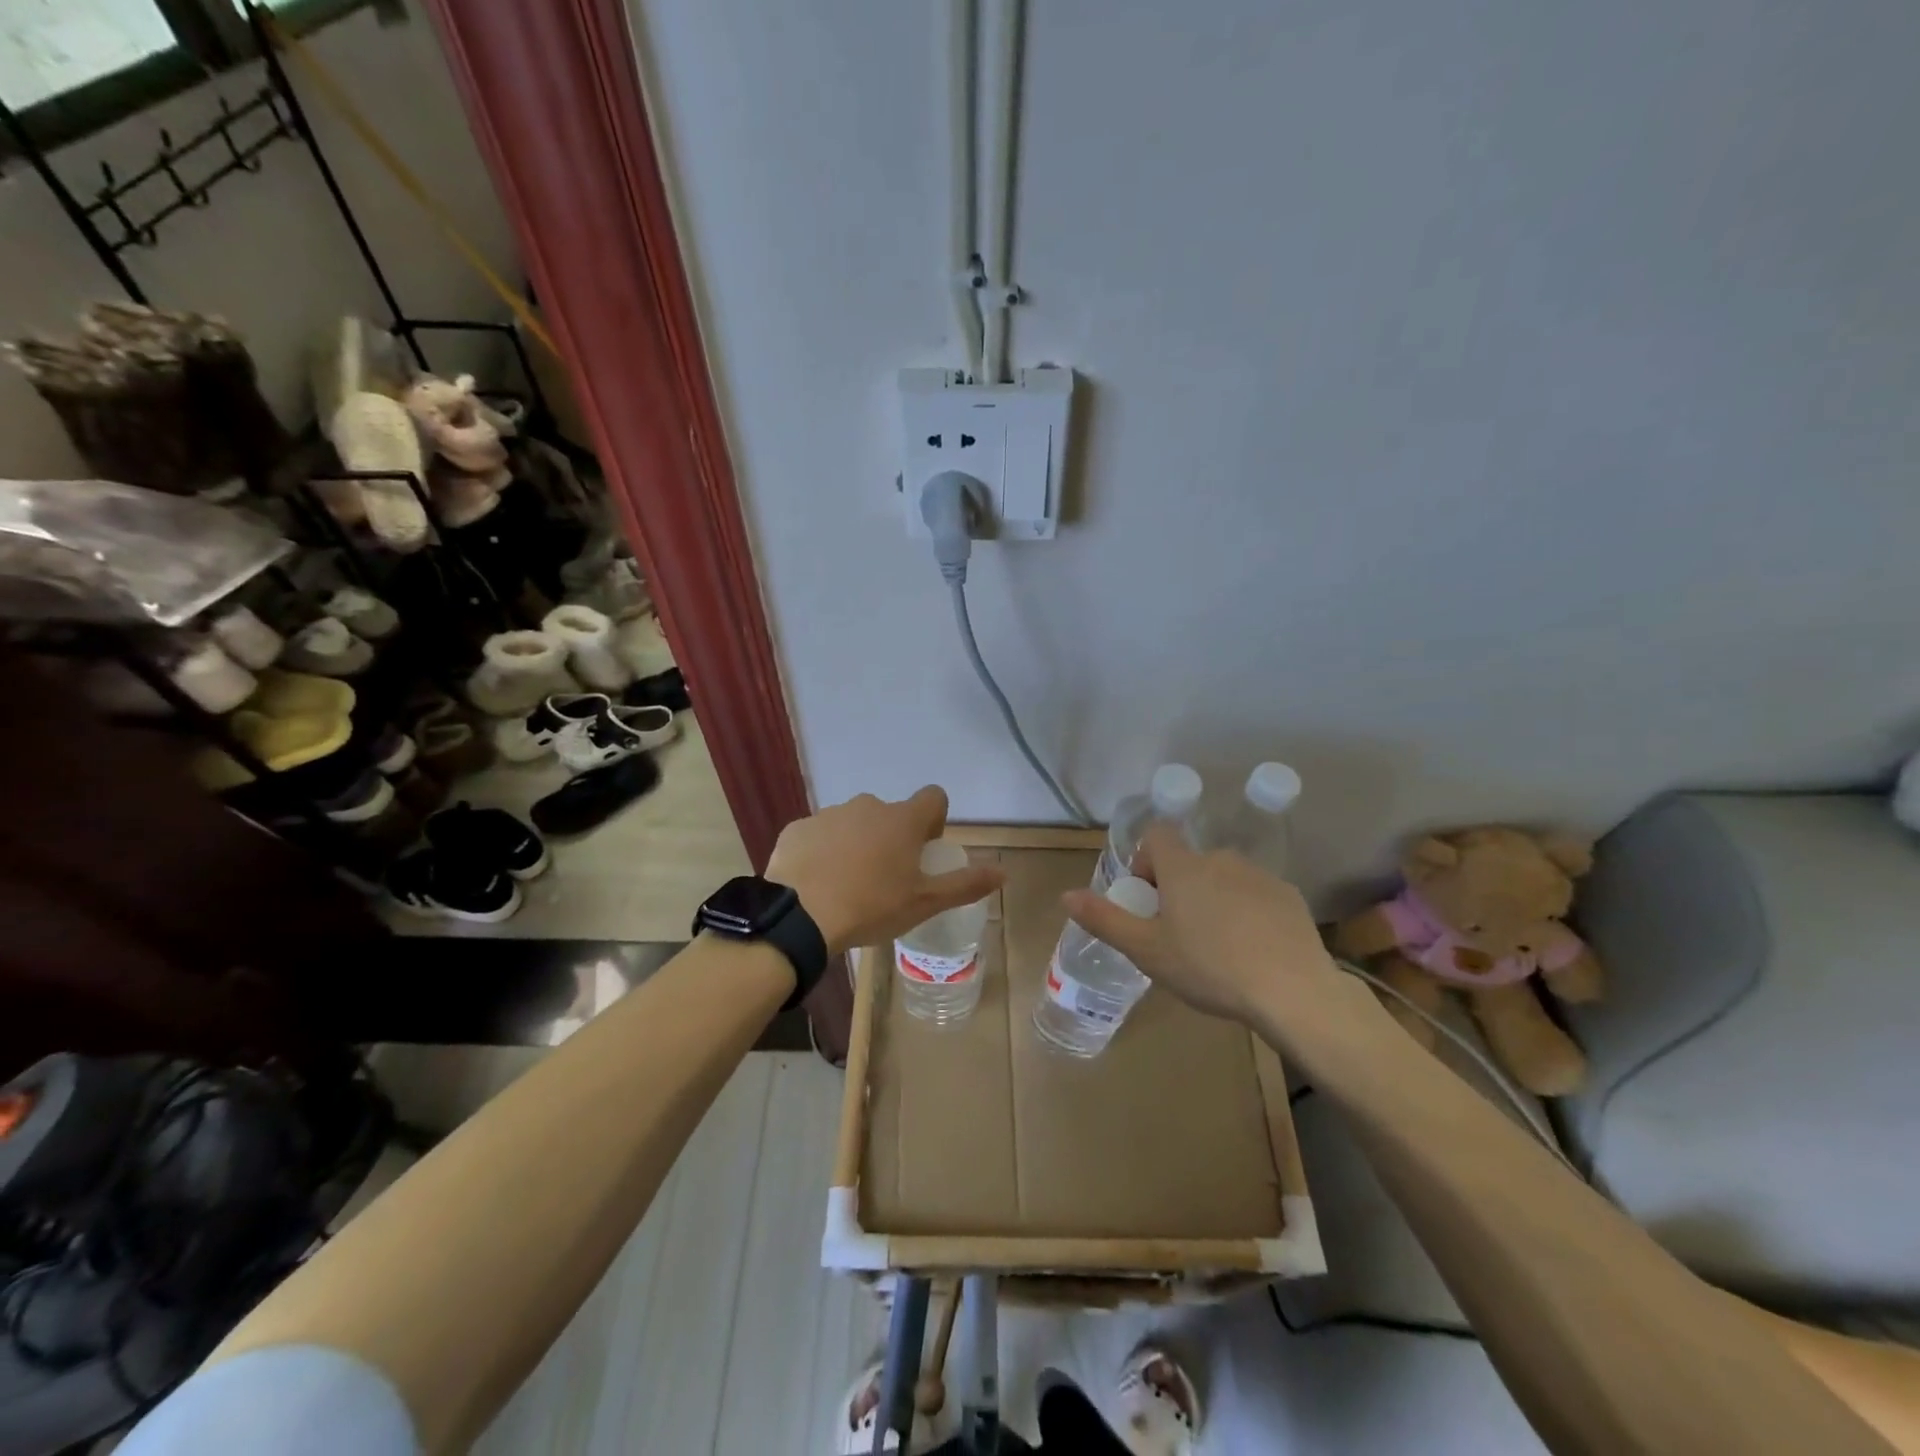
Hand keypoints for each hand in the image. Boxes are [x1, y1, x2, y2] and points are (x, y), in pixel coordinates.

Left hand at [767, 787, 1004, 955]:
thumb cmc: (871, 907)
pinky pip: (819, 835)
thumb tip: (1004, 872)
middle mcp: (867, 806)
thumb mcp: (925, 903)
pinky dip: (823, 851)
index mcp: (902, 820)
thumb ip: (966, 884)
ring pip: (853, 823)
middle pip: (890, 814)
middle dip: (891, 837)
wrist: (799, 917)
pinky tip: (817, 883)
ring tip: (847, 884)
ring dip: (856, 843)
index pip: (933, 797)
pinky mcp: (798, 828)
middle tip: (884, 877)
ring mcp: (829, 814)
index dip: (933, 821)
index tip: (922, 851)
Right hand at [1061, 823, 1335, 1025]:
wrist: (1292, 992)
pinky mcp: (1289, 896)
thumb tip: (1066, 895)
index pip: (1157, 834)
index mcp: (1183, 867)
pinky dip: (1247, 912)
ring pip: (1223, 878)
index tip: (1148, 897)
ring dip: (1213, 898)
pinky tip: (1252, 950)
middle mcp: (1220, 859)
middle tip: (1178, 933)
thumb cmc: (1208, 967)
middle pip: (1189, 861)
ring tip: (1217, 946)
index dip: (1146, 860)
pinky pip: (1255, 894)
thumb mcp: (1146, 950)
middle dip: (1178, 888)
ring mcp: (1259, 875)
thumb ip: (1104, 919)